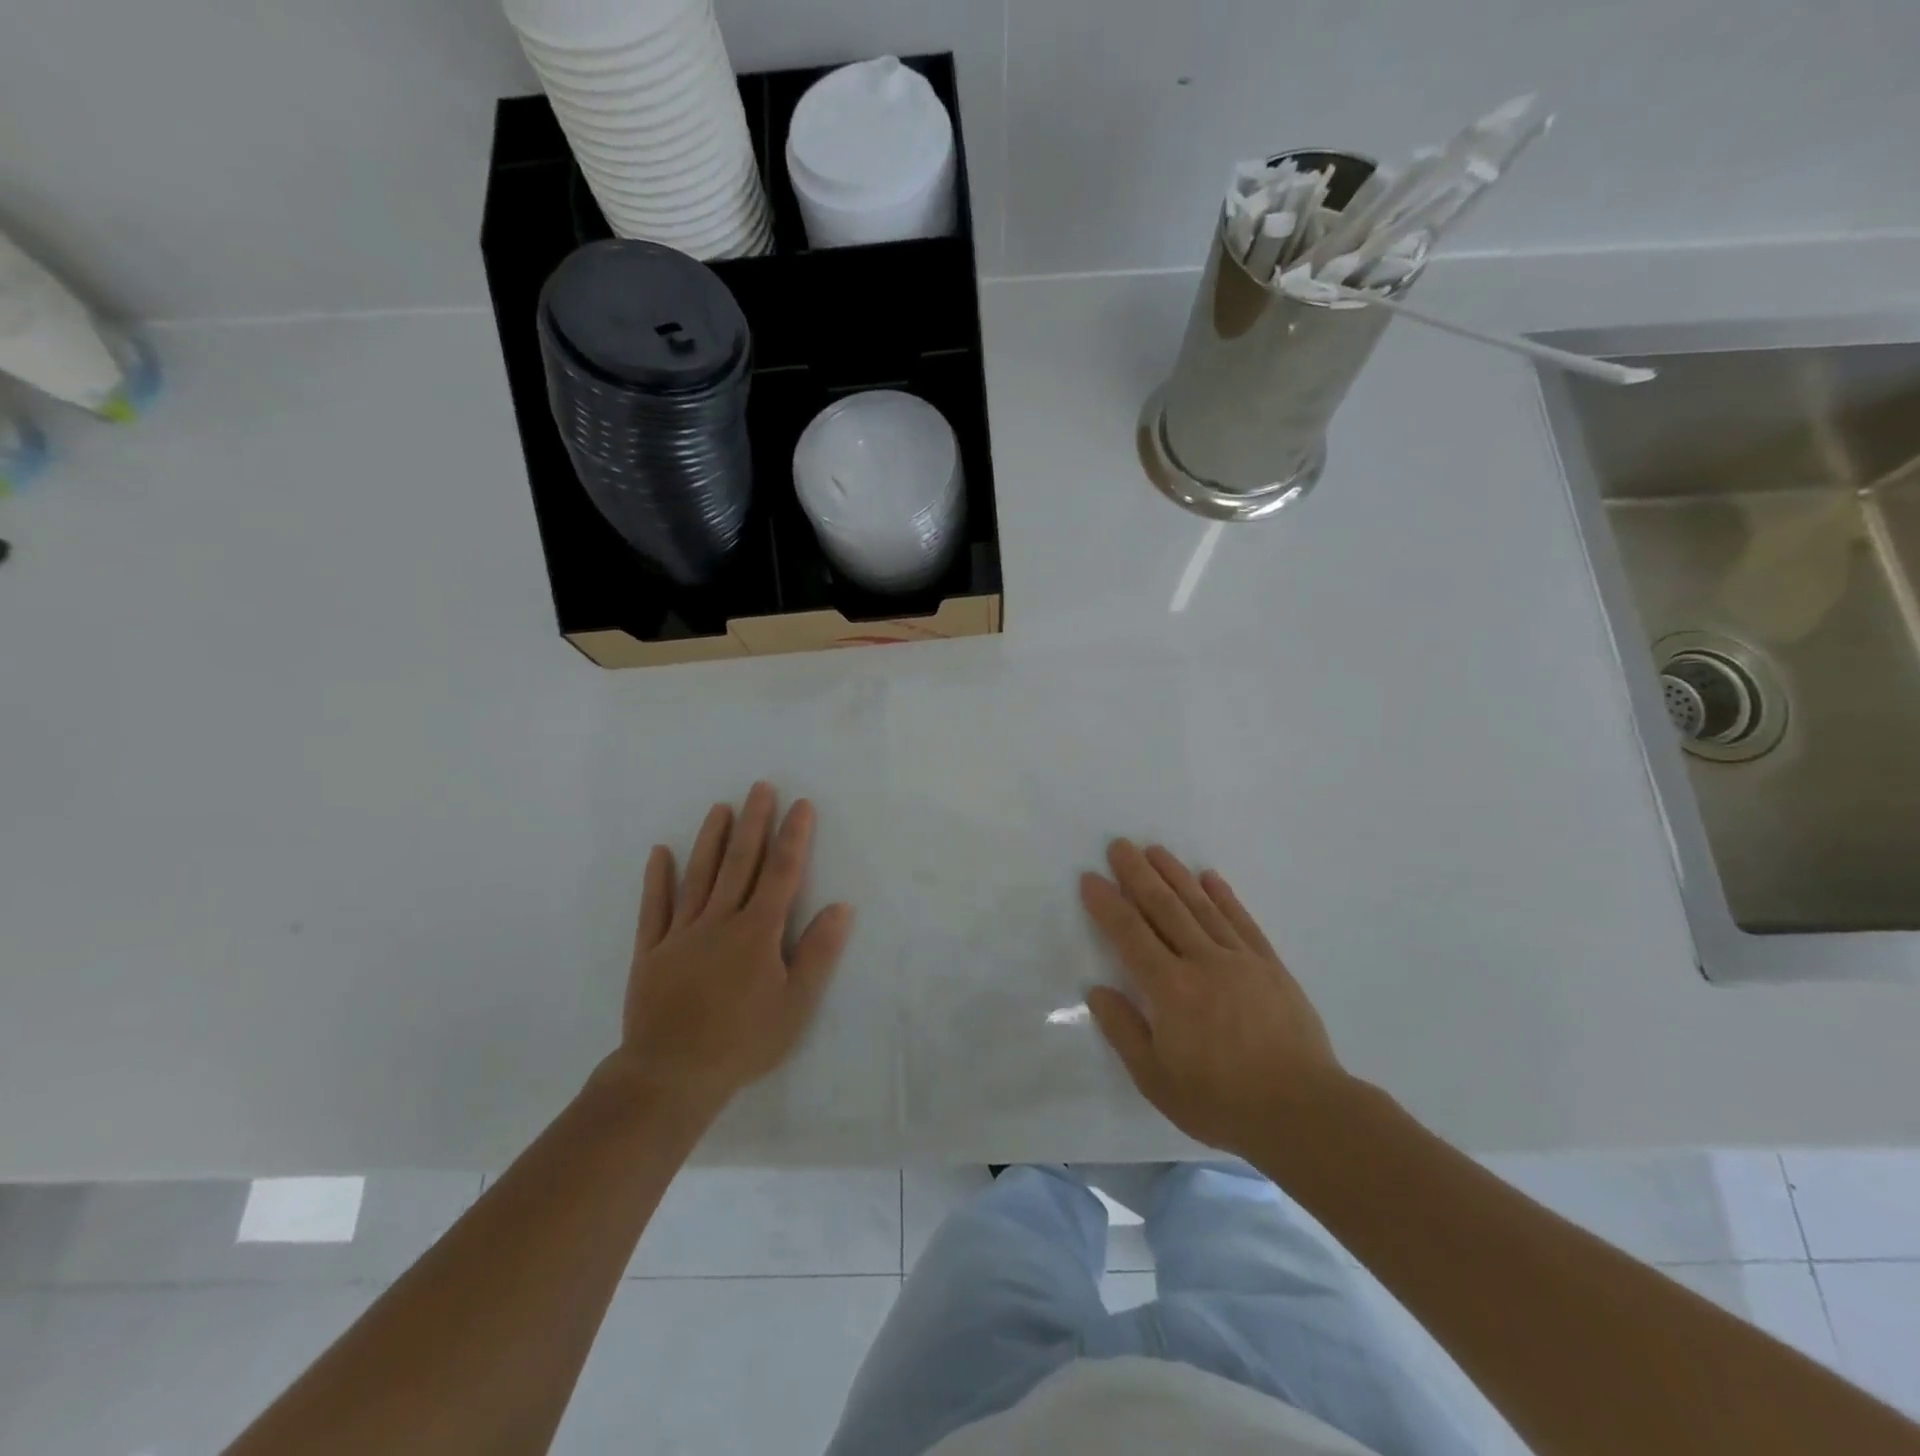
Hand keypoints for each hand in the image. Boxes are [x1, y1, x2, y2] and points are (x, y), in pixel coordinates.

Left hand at [611, 783, 853, 1118]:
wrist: (670, 1075)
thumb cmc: (742, 1042)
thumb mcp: (795, 1005)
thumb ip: (817, 953)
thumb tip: (841, 907)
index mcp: (757, 932)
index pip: (781, 873)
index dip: (794, 837)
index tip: (801, 805)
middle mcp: (720, 921)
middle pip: (740, 863)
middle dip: (754, 823)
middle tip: (760, 787)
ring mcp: (681, 933)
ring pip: (699, 875)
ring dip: (711, 839)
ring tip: (721, 808)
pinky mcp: (651, 951)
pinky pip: (654, 907)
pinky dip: (657, 878)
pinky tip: (660, 852)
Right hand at [1080, 840, 1348, 1157]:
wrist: (1304, 1112)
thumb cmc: (1222, 1102)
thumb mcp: (1157, 1081)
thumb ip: (1124, 1031)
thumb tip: (1097, 991)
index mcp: (1171, 990)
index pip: (1130, 935)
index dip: (1108, 904)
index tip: (1091, 878)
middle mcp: (1202, 962)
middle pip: (1164, 908)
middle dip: (1138, 874)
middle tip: (1119, 845)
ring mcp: (1240, 960)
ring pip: (1201, 906)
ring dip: (1175, 875)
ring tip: (1155, 850)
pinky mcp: (1270, 966)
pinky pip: (1242, 921)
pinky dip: (1224, 897)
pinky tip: (1210, 878)